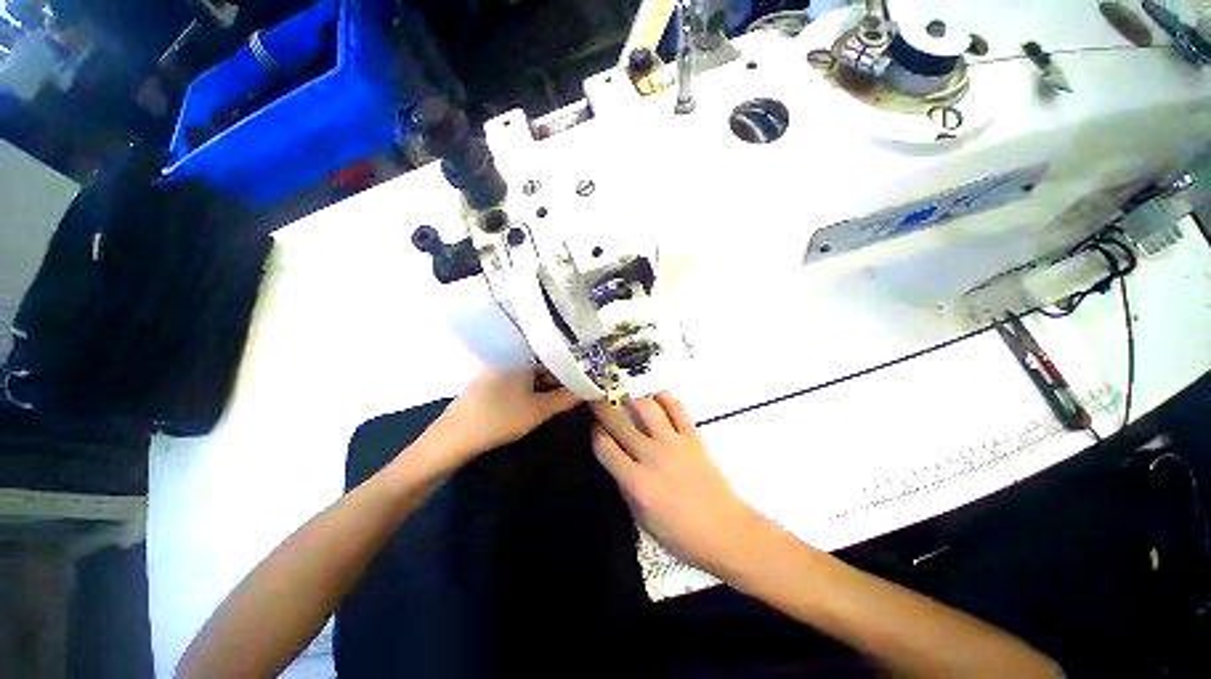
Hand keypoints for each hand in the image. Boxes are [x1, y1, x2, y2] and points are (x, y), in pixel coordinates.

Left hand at [424, 366, 580, 462]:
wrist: (452, 440)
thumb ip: (566, 398)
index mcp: (518, 355)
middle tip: (580, 383)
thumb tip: (591, 390)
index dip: (572, 361)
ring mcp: (496, 367)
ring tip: (567, 390)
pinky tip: (543, 395)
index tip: (589, 369)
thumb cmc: (498, 420)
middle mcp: (507, 355)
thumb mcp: (539, 410)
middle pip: (542, 360)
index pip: (553, 351)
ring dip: (548, 380)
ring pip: (531, 370)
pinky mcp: (490, 380)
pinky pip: (519, 377)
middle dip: (561, 372)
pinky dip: (534, 384)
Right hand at [591, 393, 765, 575]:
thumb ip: (625, 486)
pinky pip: (677, 407)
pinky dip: (664, 398)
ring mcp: (674, 442)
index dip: (596, 433)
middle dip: (604, 408)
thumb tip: (616, 461)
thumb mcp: (642, 518)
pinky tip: (656, 398)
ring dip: (633, 399)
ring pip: (646, 407)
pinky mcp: (693, 436)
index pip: (605, 447)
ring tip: (628, 399)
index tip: (595, 427)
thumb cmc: (681, 534)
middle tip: (598, 400)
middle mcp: (652, 456)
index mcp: (636, 482)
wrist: (725, 531)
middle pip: (620, 422)